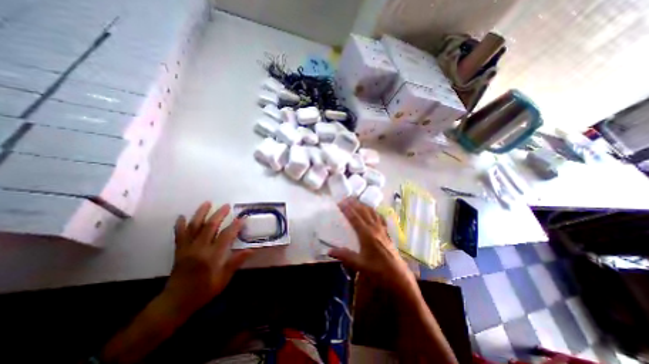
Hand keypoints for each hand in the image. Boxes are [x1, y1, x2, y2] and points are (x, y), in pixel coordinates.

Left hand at [162, 202, 252, 314]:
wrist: (175, 302)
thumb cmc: (203, 291)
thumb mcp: (223, 279)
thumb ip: (236, 262)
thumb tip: (251, 250)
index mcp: (212, 257)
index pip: (226, 236)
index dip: (235, 226)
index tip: (242, 218)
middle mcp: (199, 249)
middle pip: (210, 227)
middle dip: (219, 214)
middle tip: (227, 206)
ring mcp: (187, 249)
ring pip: (194, 227)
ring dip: (201, 213)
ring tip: (207, 203)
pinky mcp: (179, 251)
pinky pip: (179, 235)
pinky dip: (180, 225)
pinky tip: (182, 216)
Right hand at [327, 199, 418, 295]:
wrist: (398, 275)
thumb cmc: (378, 270)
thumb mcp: (360, 264)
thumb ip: (345, 256)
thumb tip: (329, 251)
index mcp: (367, 235)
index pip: (355, 218)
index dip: (347, 209)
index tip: (340, 202)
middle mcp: (374, 229)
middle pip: (363, 212)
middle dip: (354, 204)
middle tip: (346, 198)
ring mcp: (382, 229)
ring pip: (372, 213)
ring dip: (363, 205)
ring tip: (356, 200)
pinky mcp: (386, 232)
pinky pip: (379, 217)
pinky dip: (374, 211)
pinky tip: (372, 211)